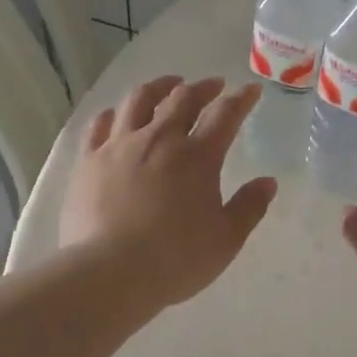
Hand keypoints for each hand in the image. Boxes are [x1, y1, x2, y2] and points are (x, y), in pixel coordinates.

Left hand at [60, 76, 277, 310]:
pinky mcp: (88, 161)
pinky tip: (117, 115)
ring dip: (159, 87)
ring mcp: (119, 146)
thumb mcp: (225, 240)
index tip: (250, 91)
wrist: (109, 272)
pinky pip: (100, 124)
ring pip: (139, 100)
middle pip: (182, 99)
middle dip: (202, 87)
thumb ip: (249, 207)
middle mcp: (159, 140)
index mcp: (197, 157)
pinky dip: (114, 113)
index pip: (225, 115)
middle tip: (213, 85)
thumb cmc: (175, 259)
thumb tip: (267, 182)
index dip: (241, 100)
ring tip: (169, 85)